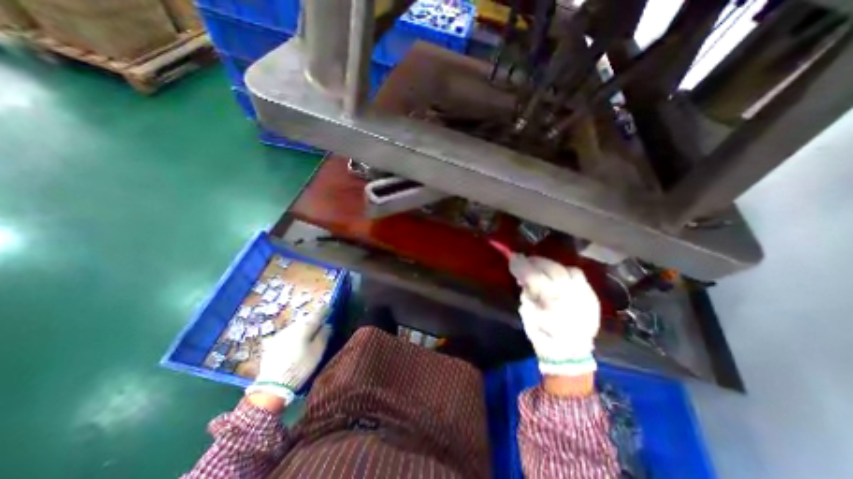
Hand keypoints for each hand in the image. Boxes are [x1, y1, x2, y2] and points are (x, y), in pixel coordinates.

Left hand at [244, 311, 330, 406]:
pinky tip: (298, 342)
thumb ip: (324, 335)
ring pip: (296, 326)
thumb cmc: (300, 367)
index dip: (325, 311)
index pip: (317, 314)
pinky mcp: (272, 344)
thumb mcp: (317, 351)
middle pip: (306, 319)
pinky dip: (295, 335)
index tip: (331, 310)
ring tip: (311, 333)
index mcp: (304, 327)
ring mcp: (280, 335)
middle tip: (322, 322)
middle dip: (314, 319)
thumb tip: (327, 324)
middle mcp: (291, 327)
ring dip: (304, 327)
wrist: (272, 387)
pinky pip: (288, 334)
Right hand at [513, 255, 597, 375]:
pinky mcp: (591, 296)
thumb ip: (526, 294)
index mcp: (550, 301)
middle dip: (536, 262)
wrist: (570, 353)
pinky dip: (565, 271)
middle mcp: (569, 294)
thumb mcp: (527, 315)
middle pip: (551, 268)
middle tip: (525, 260)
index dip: (522, 265)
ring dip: (550, 265)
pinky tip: (558, 275)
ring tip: (542, 267)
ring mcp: (582, 294)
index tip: (513, 258)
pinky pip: (578, 275)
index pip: (534, 275)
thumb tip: (524, 279)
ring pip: (566, 269)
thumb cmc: (543, 335)